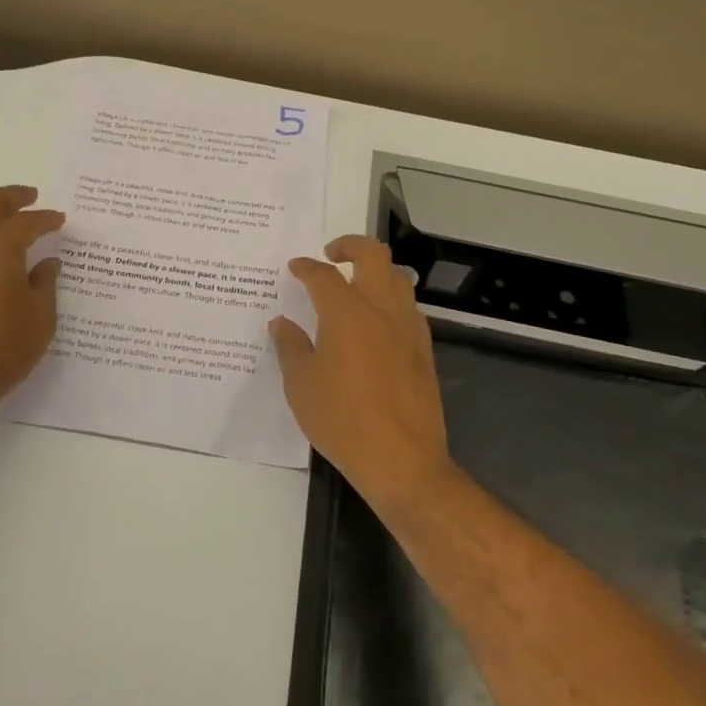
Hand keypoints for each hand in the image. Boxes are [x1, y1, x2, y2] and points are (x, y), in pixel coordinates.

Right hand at [271, 235, 451, 510]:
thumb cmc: (342, 419)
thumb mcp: (301, 384)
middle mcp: (381, 309)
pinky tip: (376, 322)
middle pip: (372, 255)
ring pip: (397, 277)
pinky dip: (391, 300)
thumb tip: (282, 323)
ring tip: (355, 284)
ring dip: (375, 270)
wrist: (402, 460)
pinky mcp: (424, 349)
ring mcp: (408, 327)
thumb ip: (290, 346)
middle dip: (350, 245)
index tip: (295, 267)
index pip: (323, 275)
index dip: (306, 267)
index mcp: (346, 312)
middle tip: (331, 254)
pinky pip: (408, 307)